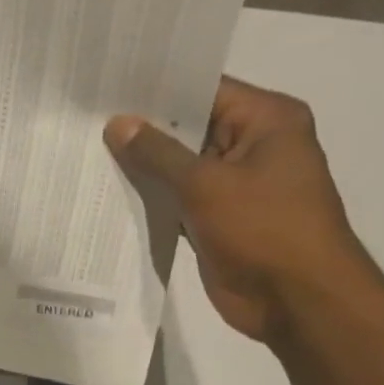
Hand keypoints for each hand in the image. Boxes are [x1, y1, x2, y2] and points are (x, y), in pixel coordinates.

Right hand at [105, 77, 382, 345]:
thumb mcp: (206, 184)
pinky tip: (109, 193)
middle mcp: (253, 146)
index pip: (205, 91)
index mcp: (267, 121)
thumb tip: (117, 124)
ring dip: (142, 168)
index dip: (158, 89)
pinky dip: (151, 199)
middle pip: (190, 129)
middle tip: (88, 119)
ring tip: (88, 152)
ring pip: (180, 168)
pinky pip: (178, 200)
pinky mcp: (217, 220)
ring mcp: (235, 186)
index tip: (110, 86)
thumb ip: (158, 154)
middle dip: (143, 129)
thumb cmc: (263, 228)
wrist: (295, 298)